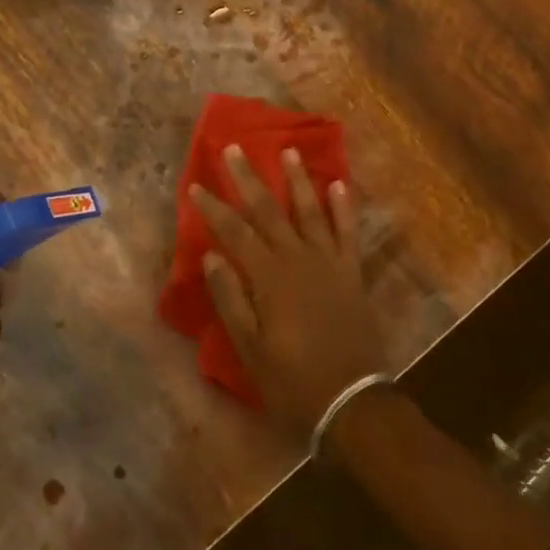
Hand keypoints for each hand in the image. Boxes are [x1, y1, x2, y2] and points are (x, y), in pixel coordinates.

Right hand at [189, 146, 387, 434]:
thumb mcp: (250, 348)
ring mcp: (330, 263)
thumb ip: (231, 298)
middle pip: (270, 211)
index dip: (214, 208)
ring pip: (310, 211)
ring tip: (289, 151)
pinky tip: (340, 184)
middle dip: (250, 179)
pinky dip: (344, 207)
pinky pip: (348, 232)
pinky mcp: (352, 273)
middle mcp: (299, 260)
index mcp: (269, 278)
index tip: (197, 185)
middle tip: (236, 148)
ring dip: (298, 180)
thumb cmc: (292, 380)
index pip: (235, 233)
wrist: (352, 400)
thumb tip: (212, 255)